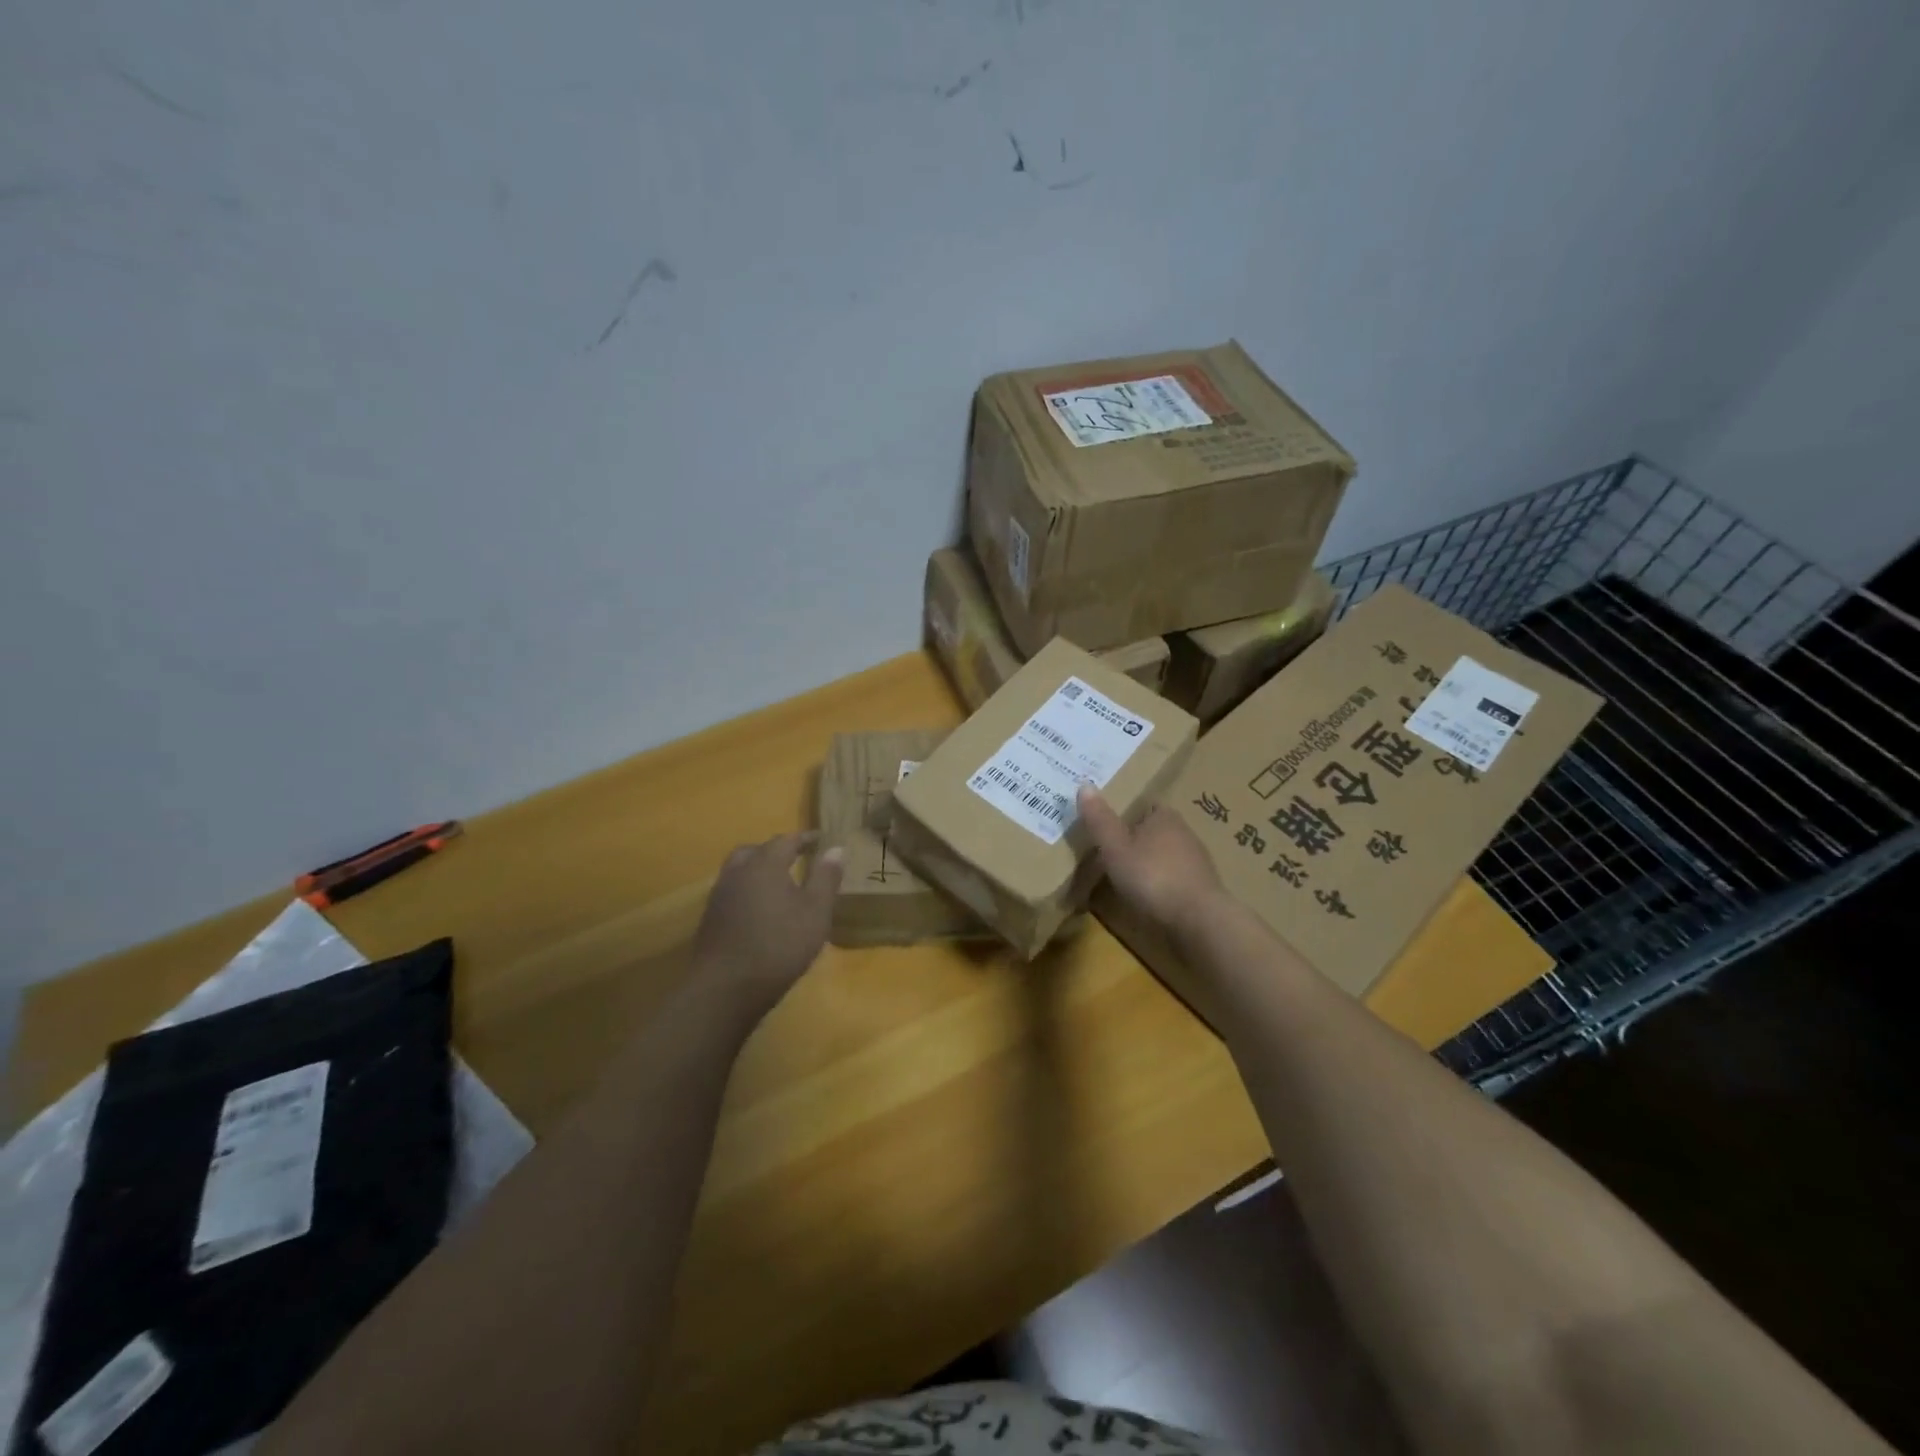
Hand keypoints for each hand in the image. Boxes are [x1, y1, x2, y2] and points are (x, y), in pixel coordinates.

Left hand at [690, 832, 843, 1022]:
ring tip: (778, 883)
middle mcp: (738, 872)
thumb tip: (836, 848)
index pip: (786, 840)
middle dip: (776, 850)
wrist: (725, 988)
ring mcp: (719, 896)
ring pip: (739, 870)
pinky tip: (759, 910)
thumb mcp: (815, 912)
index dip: (805, 838)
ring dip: (758, 869)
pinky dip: (747, 890)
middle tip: (795, 857)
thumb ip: (826, 878)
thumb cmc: (779, 945)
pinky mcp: (710, 918)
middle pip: (756, 850)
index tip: (821, 838)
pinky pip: (732, 891)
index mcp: (765, 864)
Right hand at [1077, 785, 1223, 936]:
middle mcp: (1185, 832)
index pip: (1146, 805)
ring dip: (1150, 863)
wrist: (1198, 920)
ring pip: (1166, 855)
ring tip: (1126, 877)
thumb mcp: (1115, 848)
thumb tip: (1085, 784)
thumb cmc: (1153, 877)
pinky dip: (1162, 884)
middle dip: (1137, 839)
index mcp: (1165, 817)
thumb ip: (1100, 820)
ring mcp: (1197, 861)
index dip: (1127, 813)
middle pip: (1156, 830)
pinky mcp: (1202, 888)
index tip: (1108, 825)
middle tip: (1111, 851)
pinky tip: (1149, 897)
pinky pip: (1175, 878)